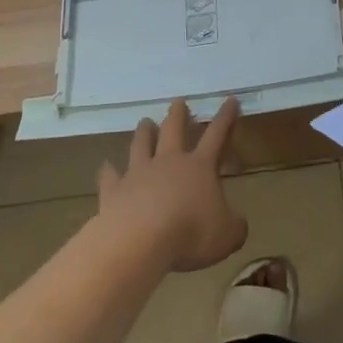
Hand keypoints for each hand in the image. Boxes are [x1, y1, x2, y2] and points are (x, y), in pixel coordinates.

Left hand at [98, 98, 246, 271]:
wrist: (139, 242)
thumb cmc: (191, 234)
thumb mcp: (229, 235)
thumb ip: (235, 225)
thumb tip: (236, 222)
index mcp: (200, 167)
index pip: (216, 135)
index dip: (225, 117)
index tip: (230, 99)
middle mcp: (168, 162)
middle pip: (173, 130)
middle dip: (178, 114)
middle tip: (178, 101)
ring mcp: (138, 174)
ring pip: (141, 145)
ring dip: (144, 132)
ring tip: (145, 121)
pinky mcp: (114, 191)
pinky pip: (110, 176)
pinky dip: (109, 170)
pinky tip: (106, 165)